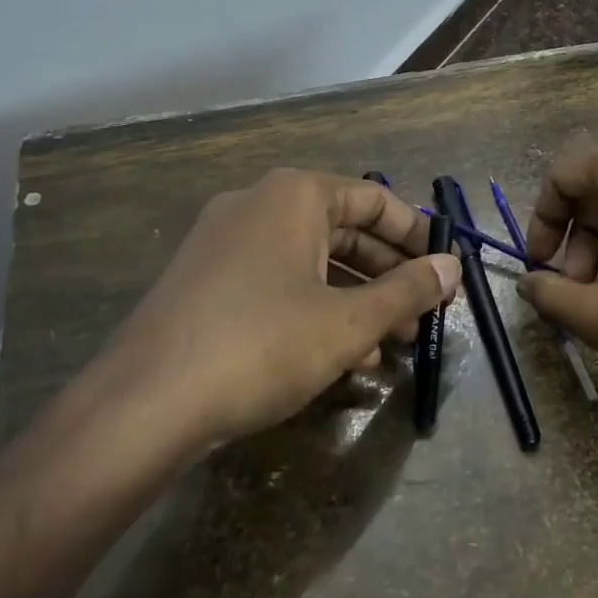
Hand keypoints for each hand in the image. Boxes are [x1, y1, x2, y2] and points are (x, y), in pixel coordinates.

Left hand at [83, 169, 460, 450]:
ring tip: (390, 345)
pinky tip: (340, 357)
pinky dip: (315, 310)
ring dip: (356, 299)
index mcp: (294, 195)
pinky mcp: (206, 281)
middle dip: (388, 275)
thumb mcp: (347, 322)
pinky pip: (277, 283)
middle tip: (422, 316)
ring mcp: (225, 242)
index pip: (375, 200)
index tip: (445, 272)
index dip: (417, 236)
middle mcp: (258, 205)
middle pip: (343, 230)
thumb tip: (451, 266)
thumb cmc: (262, 345)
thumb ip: (407, 291)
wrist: (145, 402)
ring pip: (310, 262)